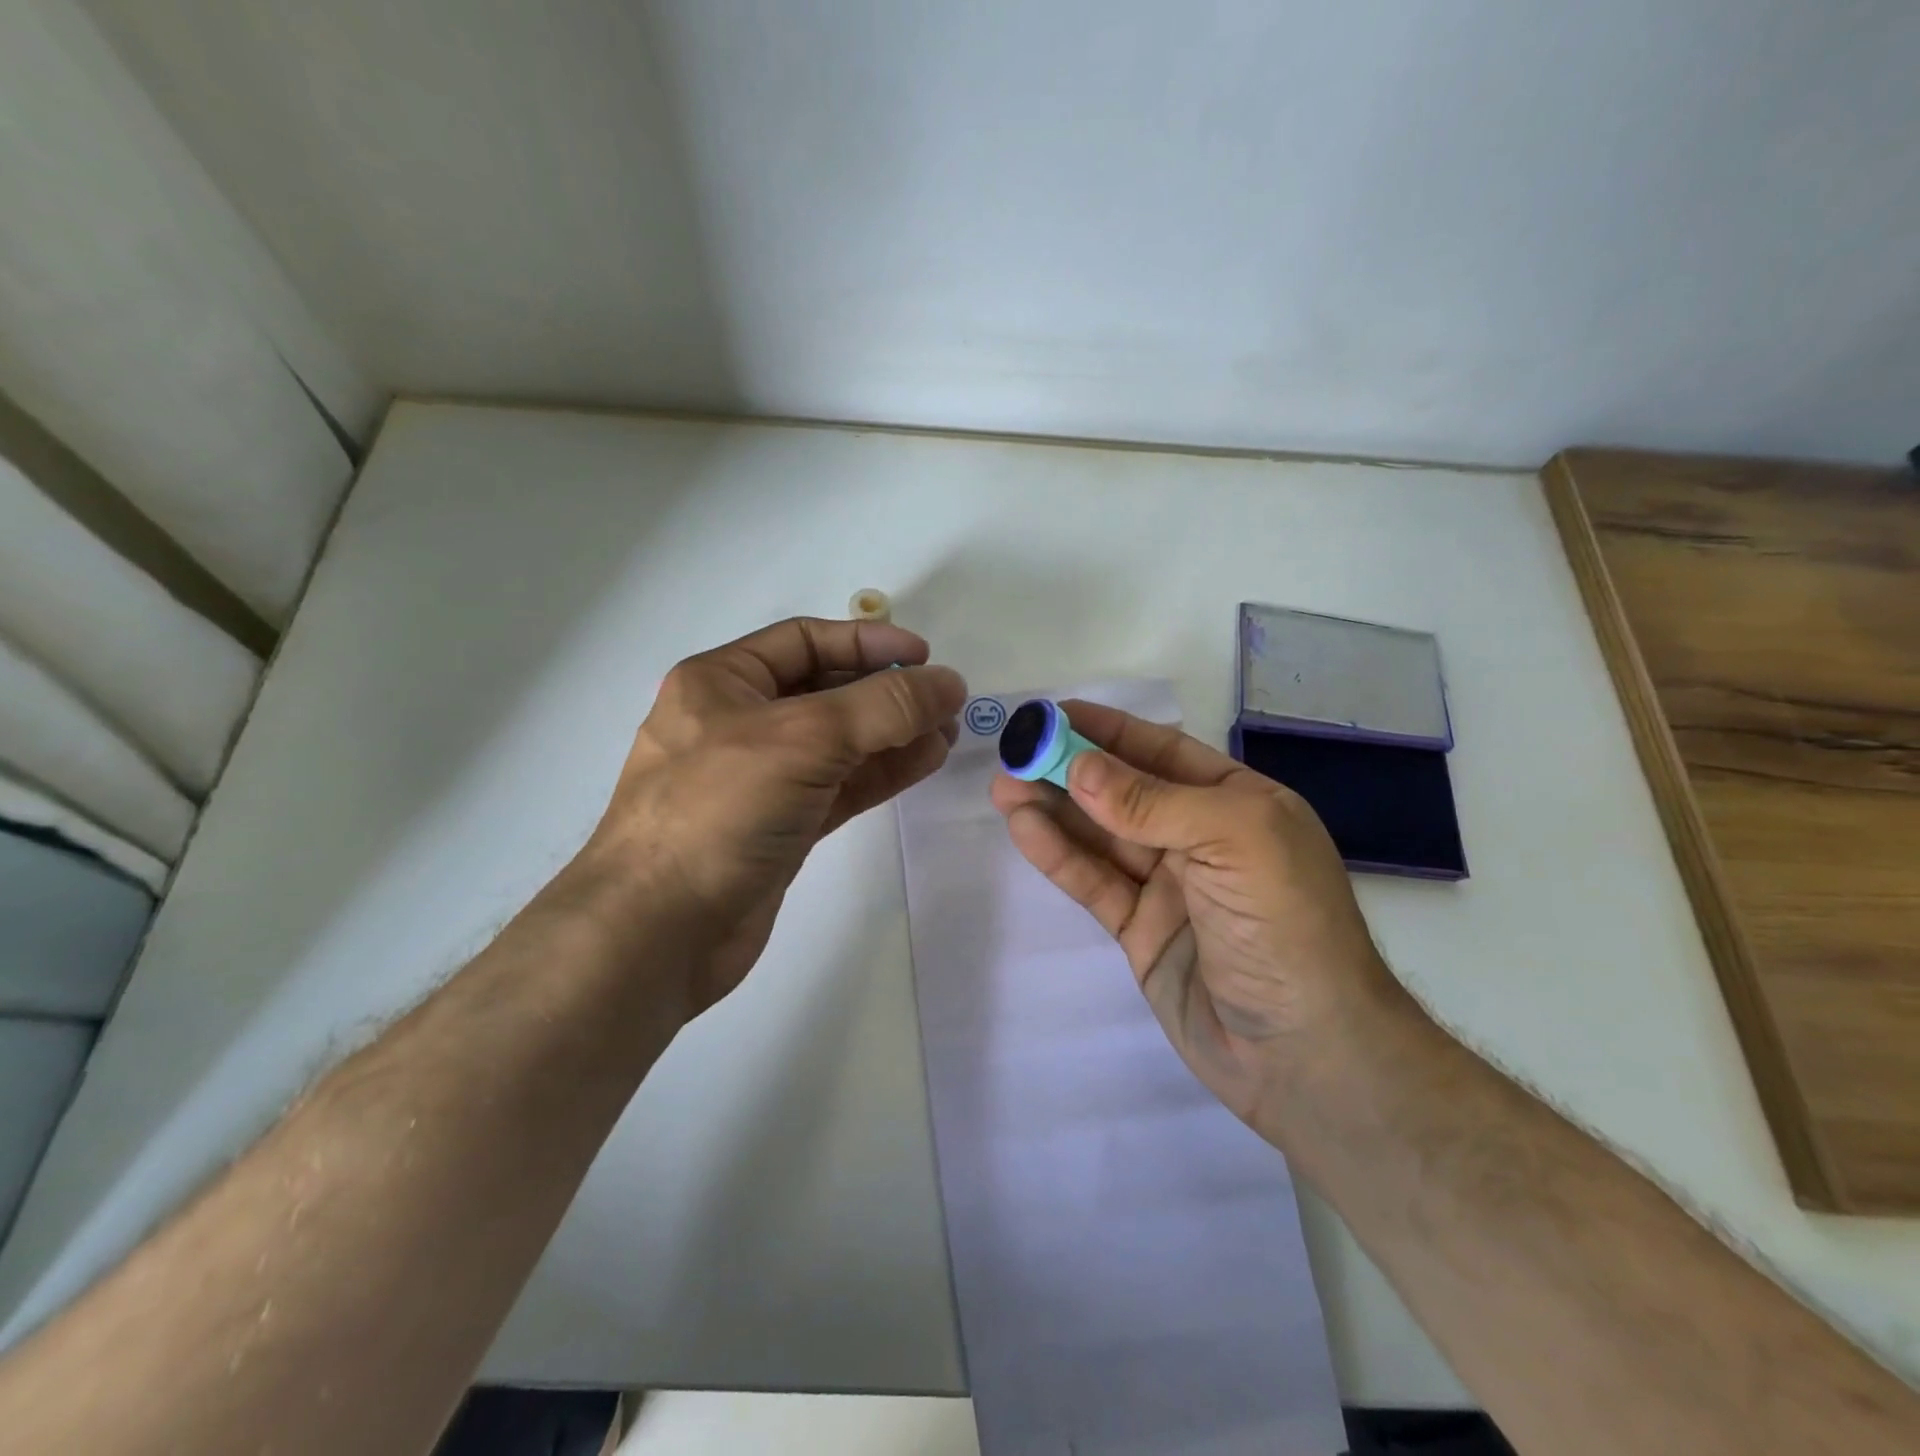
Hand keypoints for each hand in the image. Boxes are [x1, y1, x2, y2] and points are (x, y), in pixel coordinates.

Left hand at [574, 617, 965, 1014]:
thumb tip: (950, 683)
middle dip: (886, 693)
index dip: (867, 642)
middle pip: (826, 691)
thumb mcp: (804, 738)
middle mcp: (738, 722)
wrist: (659, 930)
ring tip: (947, 733)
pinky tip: (923, 762)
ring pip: (838, 744)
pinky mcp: (780, 826)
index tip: (924, 657)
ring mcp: (760, 778)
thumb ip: (883, 706)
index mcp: (722, 682)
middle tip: (944, 702)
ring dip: (892, 735)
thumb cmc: (719, 810)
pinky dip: (880, 773)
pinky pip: (838, 786)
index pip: (805, 641)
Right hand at [991, 702, 1404, 1135]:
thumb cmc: (1286, 927)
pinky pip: (1094, 883)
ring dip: (1053, 809)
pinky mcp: (1140, 930)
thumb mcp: (1234, 841)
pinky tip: (1024, 829)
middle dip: (1069, 769)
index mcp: (1238, 804)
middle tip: (1014, 754)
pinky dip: (1059, 856)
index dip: (1107, 731)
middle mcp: (1201, 838)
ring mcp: (1169, 887)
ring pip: (1101, 836)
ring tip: (1003, 787)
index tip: (1053, 715)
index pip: (1162, 752)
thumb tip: (1078, 768)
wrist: (1305, 1055)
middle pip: (1123, 792)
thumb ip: (1153, 803)